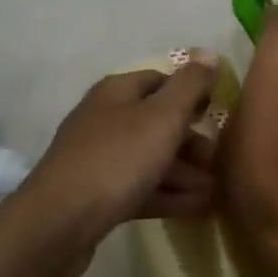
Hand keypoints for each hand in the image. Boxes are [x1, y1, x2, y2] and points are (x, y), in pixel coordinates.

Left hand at [11, 61, 218, 275]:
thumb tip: (209, 52)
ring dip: (185, 172)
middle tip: (220, 160)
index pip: (162, 80)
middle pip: (158, 122)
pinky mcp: (97, 195)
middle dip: (192, 140)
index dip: (192, 93)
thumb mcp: (162, 116)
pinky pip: (141, 188)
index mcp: (117, 92)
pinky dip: (169, 195)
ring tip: (216, 190)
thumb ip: (189, 85)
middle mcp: (106, 119)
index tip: (219, 113)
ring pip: (151, 158)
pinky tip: (198, 208)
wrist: (58, 224)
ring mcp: (99, 158)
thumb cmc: (116, 159)